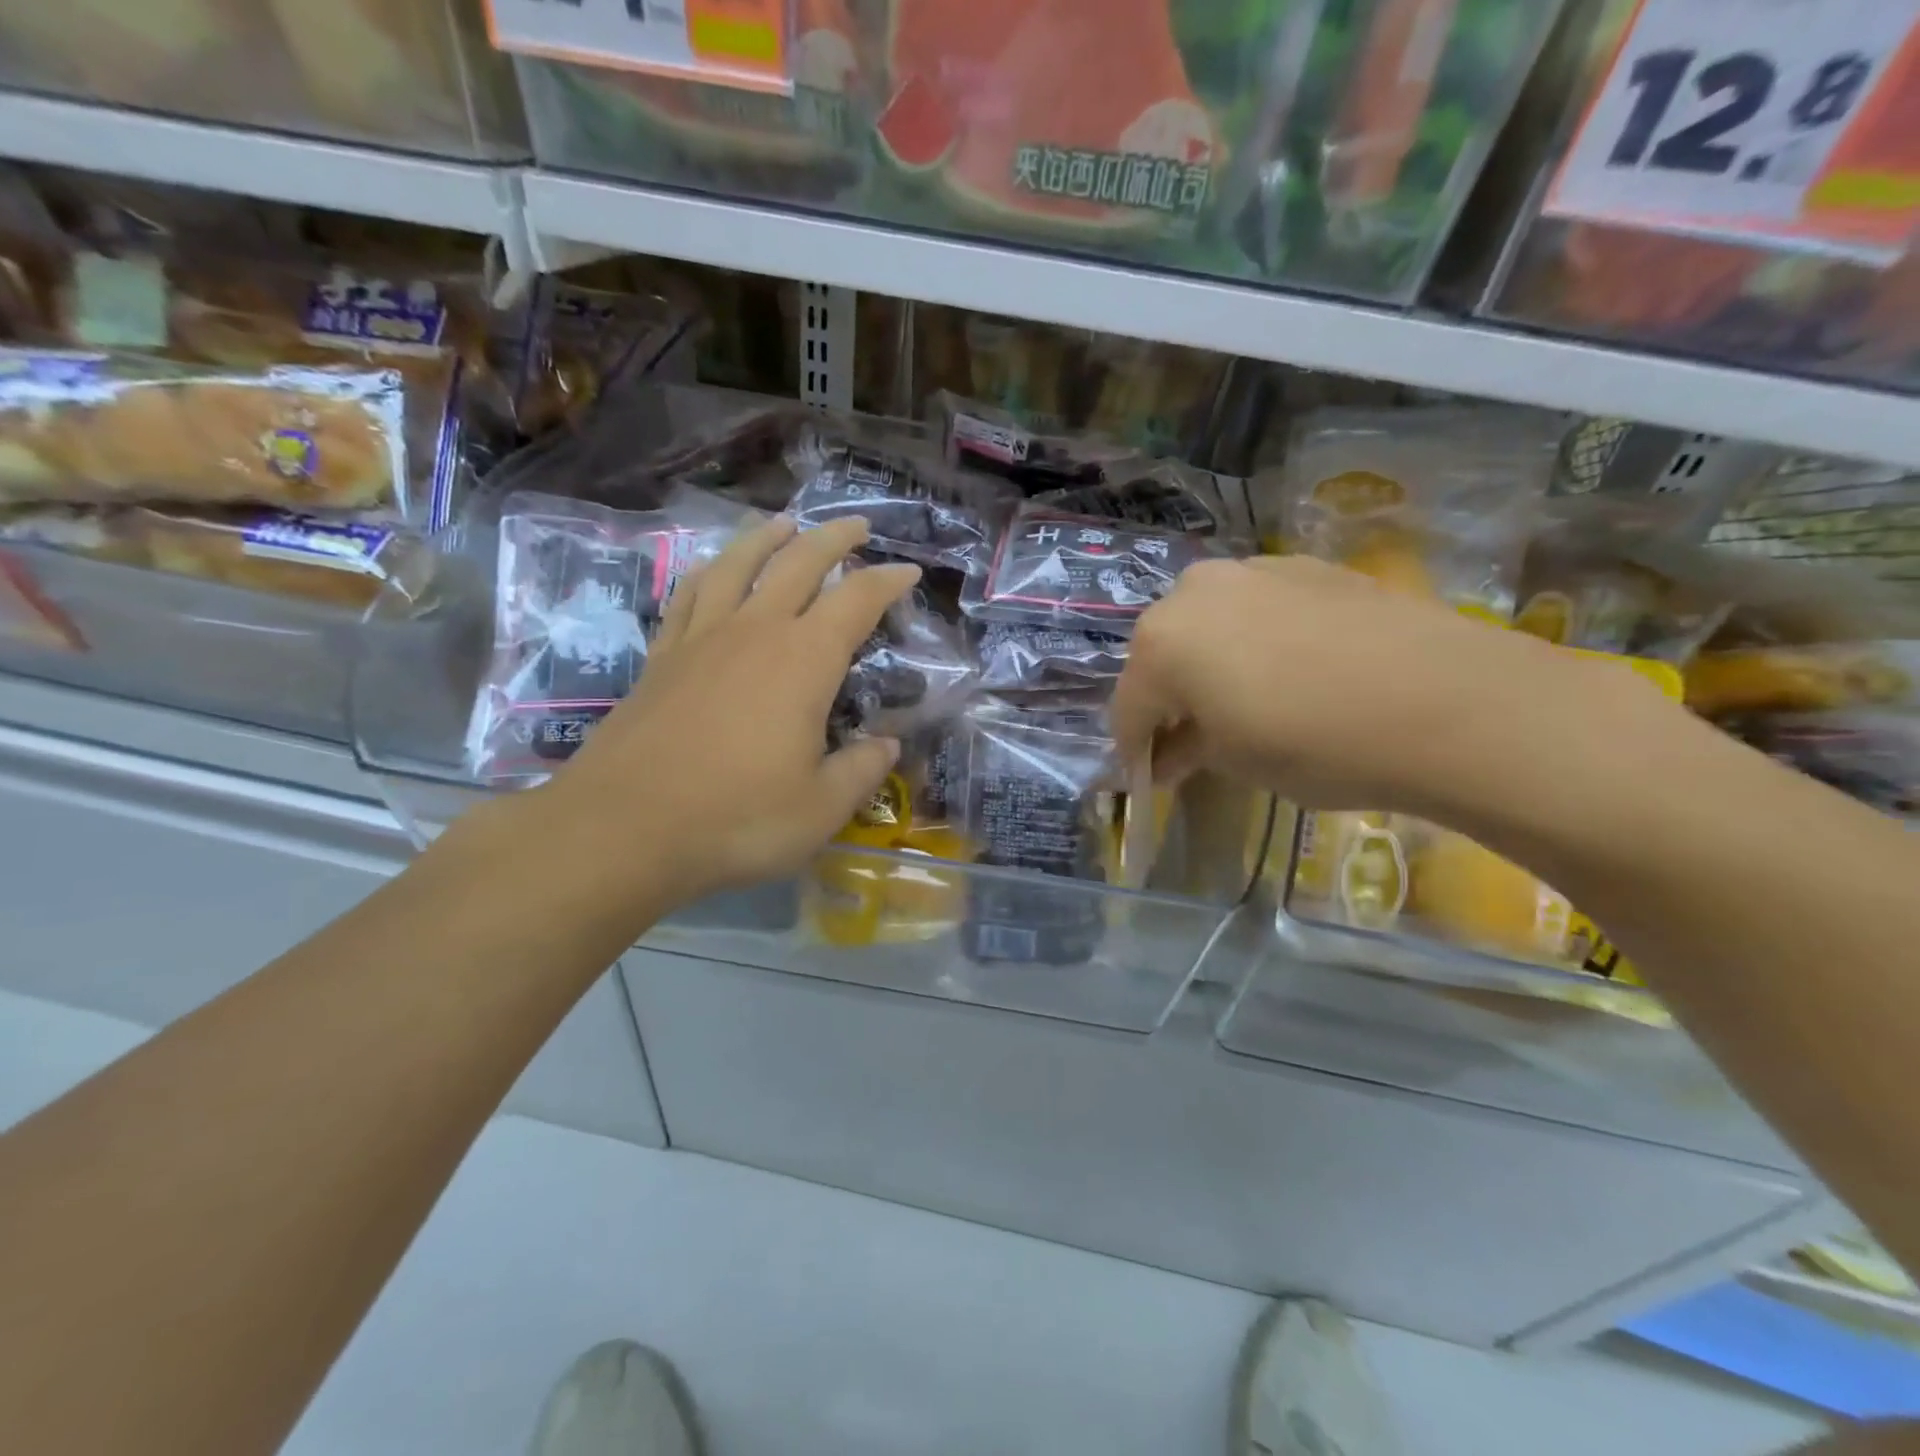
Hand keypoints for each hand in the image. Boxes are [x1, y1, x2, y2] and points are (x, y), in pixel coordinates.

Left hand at [532, 515, 919, 913]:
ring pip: (737, 565)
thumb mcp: (821, 808)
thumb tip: (886, 745)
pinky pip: (689, 595)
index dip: (886, 582)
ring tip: (783, 523)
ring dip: (766, 538)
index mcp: (804, 661)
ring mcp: (701, 640)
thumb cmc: (736, 819)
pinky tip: (714, 570)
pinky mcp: (661, 658)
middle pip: (798, 564)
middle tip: (856, 526)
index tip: (908, 572)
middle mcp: (754, 632)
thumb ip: (860, 770)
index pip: (856, 602)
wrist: (623, 828)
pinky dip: (709, 572)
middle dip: (833, 540)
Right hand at [1112, 555, 1636, 817]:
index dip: (1134, 749)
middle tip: (1191, 741)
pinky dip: (1254, 641)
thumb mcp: (1234, 761)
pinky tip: (1288, 672)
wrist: (1448, 702)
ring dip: (1209, 665)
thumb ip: (1187, 750)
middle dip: (1169, 700)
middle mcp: (1194, 591)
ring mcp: (1254, 570)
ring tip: (1241, 703)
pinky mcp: (1308, 567)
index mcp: (1161, 642)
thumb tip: (1171, 755)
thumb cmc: (1315, 744)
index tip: (1146, 779)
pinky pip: (1257, 609)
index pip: (1129, 707)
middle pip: (1163, 656)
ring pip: (1209, 625)